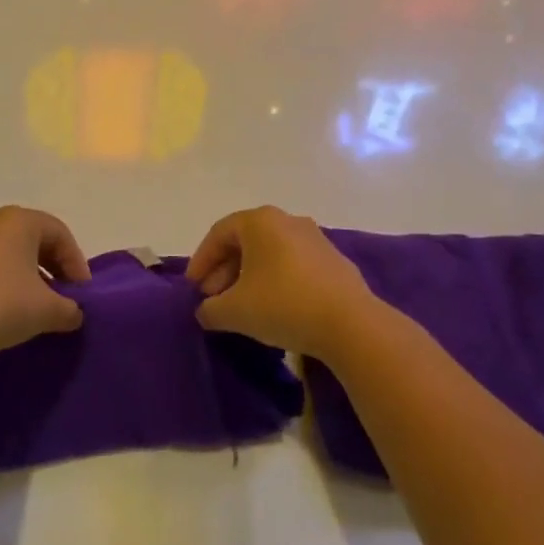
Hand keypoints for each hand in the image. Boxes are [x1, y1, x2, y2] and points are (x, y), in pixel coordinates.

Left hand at [0, 206, 89, 363]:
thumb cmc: (0, 306)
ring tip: (36, 306)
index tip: (81, 294)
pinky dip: (4, 281)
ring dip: (28, 275)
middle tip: (63, 296)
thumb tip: (74, 314)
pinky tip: (6, 309)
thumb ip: (69, 309)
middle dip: (53, 267)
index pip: (60, 234)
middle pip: (34, 239)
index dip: (77, 263)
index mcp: (19, 220)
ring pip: (9, 252)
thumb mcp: (47, 311)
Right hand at [187, 206, 381, 359]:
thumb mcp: (234, 311)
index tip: (193, 288)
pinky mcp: (333, 261)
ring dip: (249, 277)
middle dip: (224, 271)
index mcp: (260, 221)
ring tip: (241, 307)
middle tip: (213, 300)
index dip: (201, 261)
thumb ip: (210, 309)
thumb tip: (205, 311)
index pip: (219, 233)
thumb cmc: (283, 305)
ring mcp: (314, 238)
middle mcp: (287, 220)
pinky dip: (275, 281)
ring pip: (270, 253)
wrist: (350, 324)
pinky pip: (292, 265)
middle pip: (245, 242)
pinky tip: (273, 308)